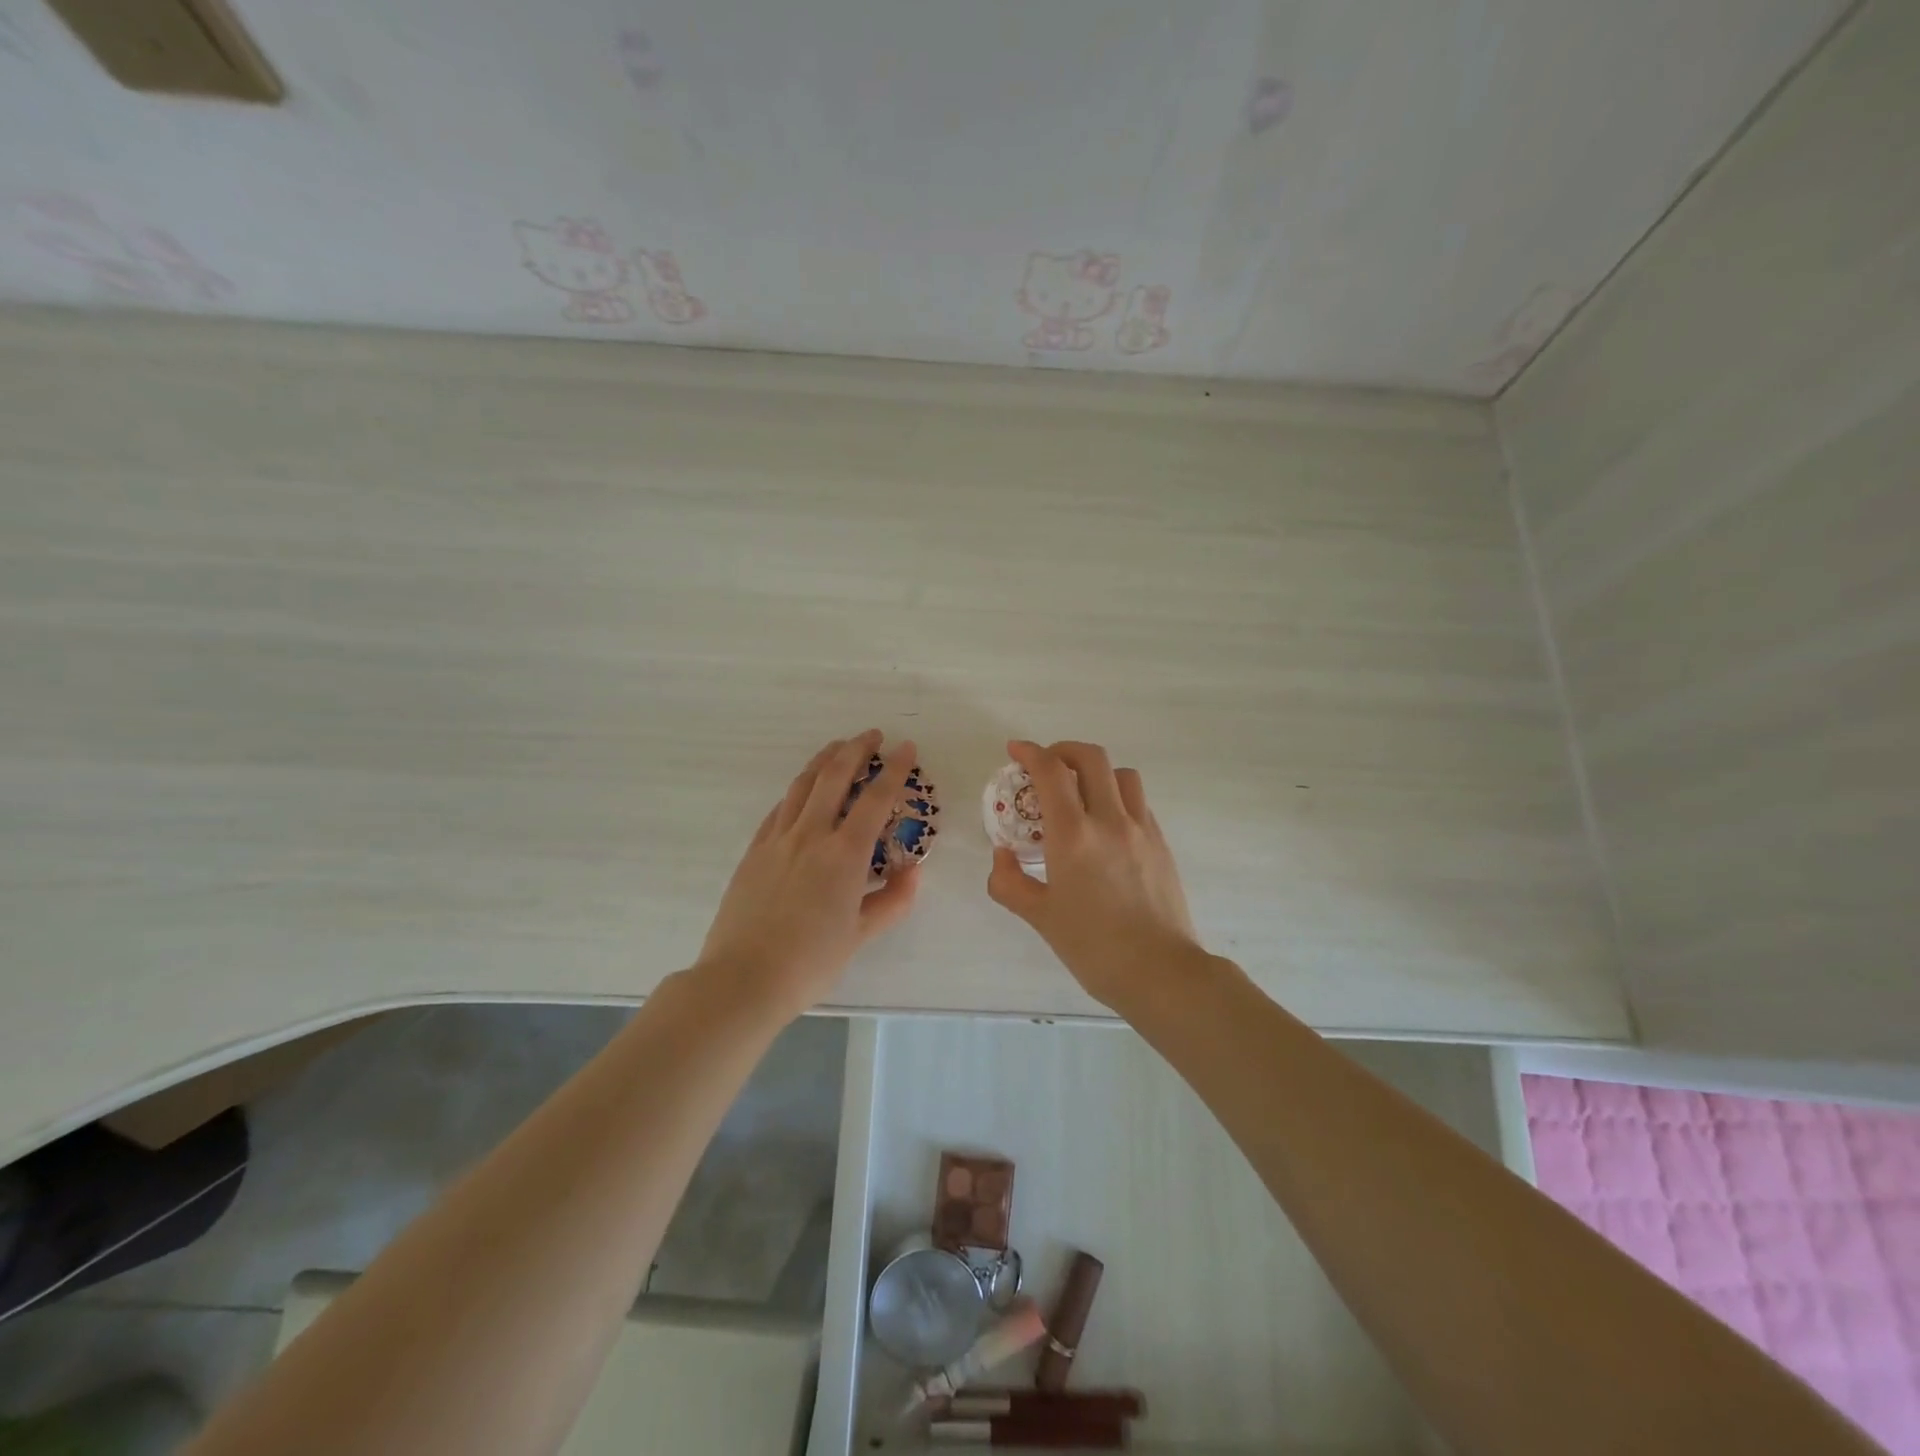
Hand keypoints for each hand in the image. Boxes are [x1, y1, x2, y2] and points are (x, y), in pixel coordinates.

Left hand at [698, 730, 920, 1020]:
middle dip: (856, 749)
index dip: (894, 770)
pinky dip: (797, 791)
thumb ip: (892, 901)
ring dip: (823, 760)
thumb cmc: (810, 962)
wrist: (743, 979)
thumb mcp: (861, 936)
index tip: (906, 748)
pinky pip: (778, 809)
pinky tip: (801, 791)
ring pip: (802, 785)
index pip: (875, 799)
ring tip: (837, 747)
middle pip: (834, 777)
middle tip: (872, 735)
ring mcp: (777, 839)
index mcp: (844, 854)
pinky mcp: (754, 851)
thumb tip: (913, 872)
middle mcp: (810, 835)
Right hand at [986, 739, 1204, 1010]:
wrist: (1161, 972)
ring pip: (1122, 775)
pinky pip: (1138, 802)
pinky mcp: (1161, 843)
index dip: (1030, 752)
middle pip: (1091, 758)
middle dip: (1063, 750)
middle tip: (1046, 766)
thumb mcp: (1040, 917)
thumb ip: (1010, 882)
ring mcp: (1141, 829)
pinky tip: (1106, 825)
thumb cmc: (1093, 947)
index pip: (1051, 771)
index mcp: (1074, 835)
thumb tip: (1002, 857)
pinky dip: (1118, 797)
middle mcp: (1110, 820)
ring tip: (1081, 794)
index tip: (1015, 750)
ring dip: (1096, 772)